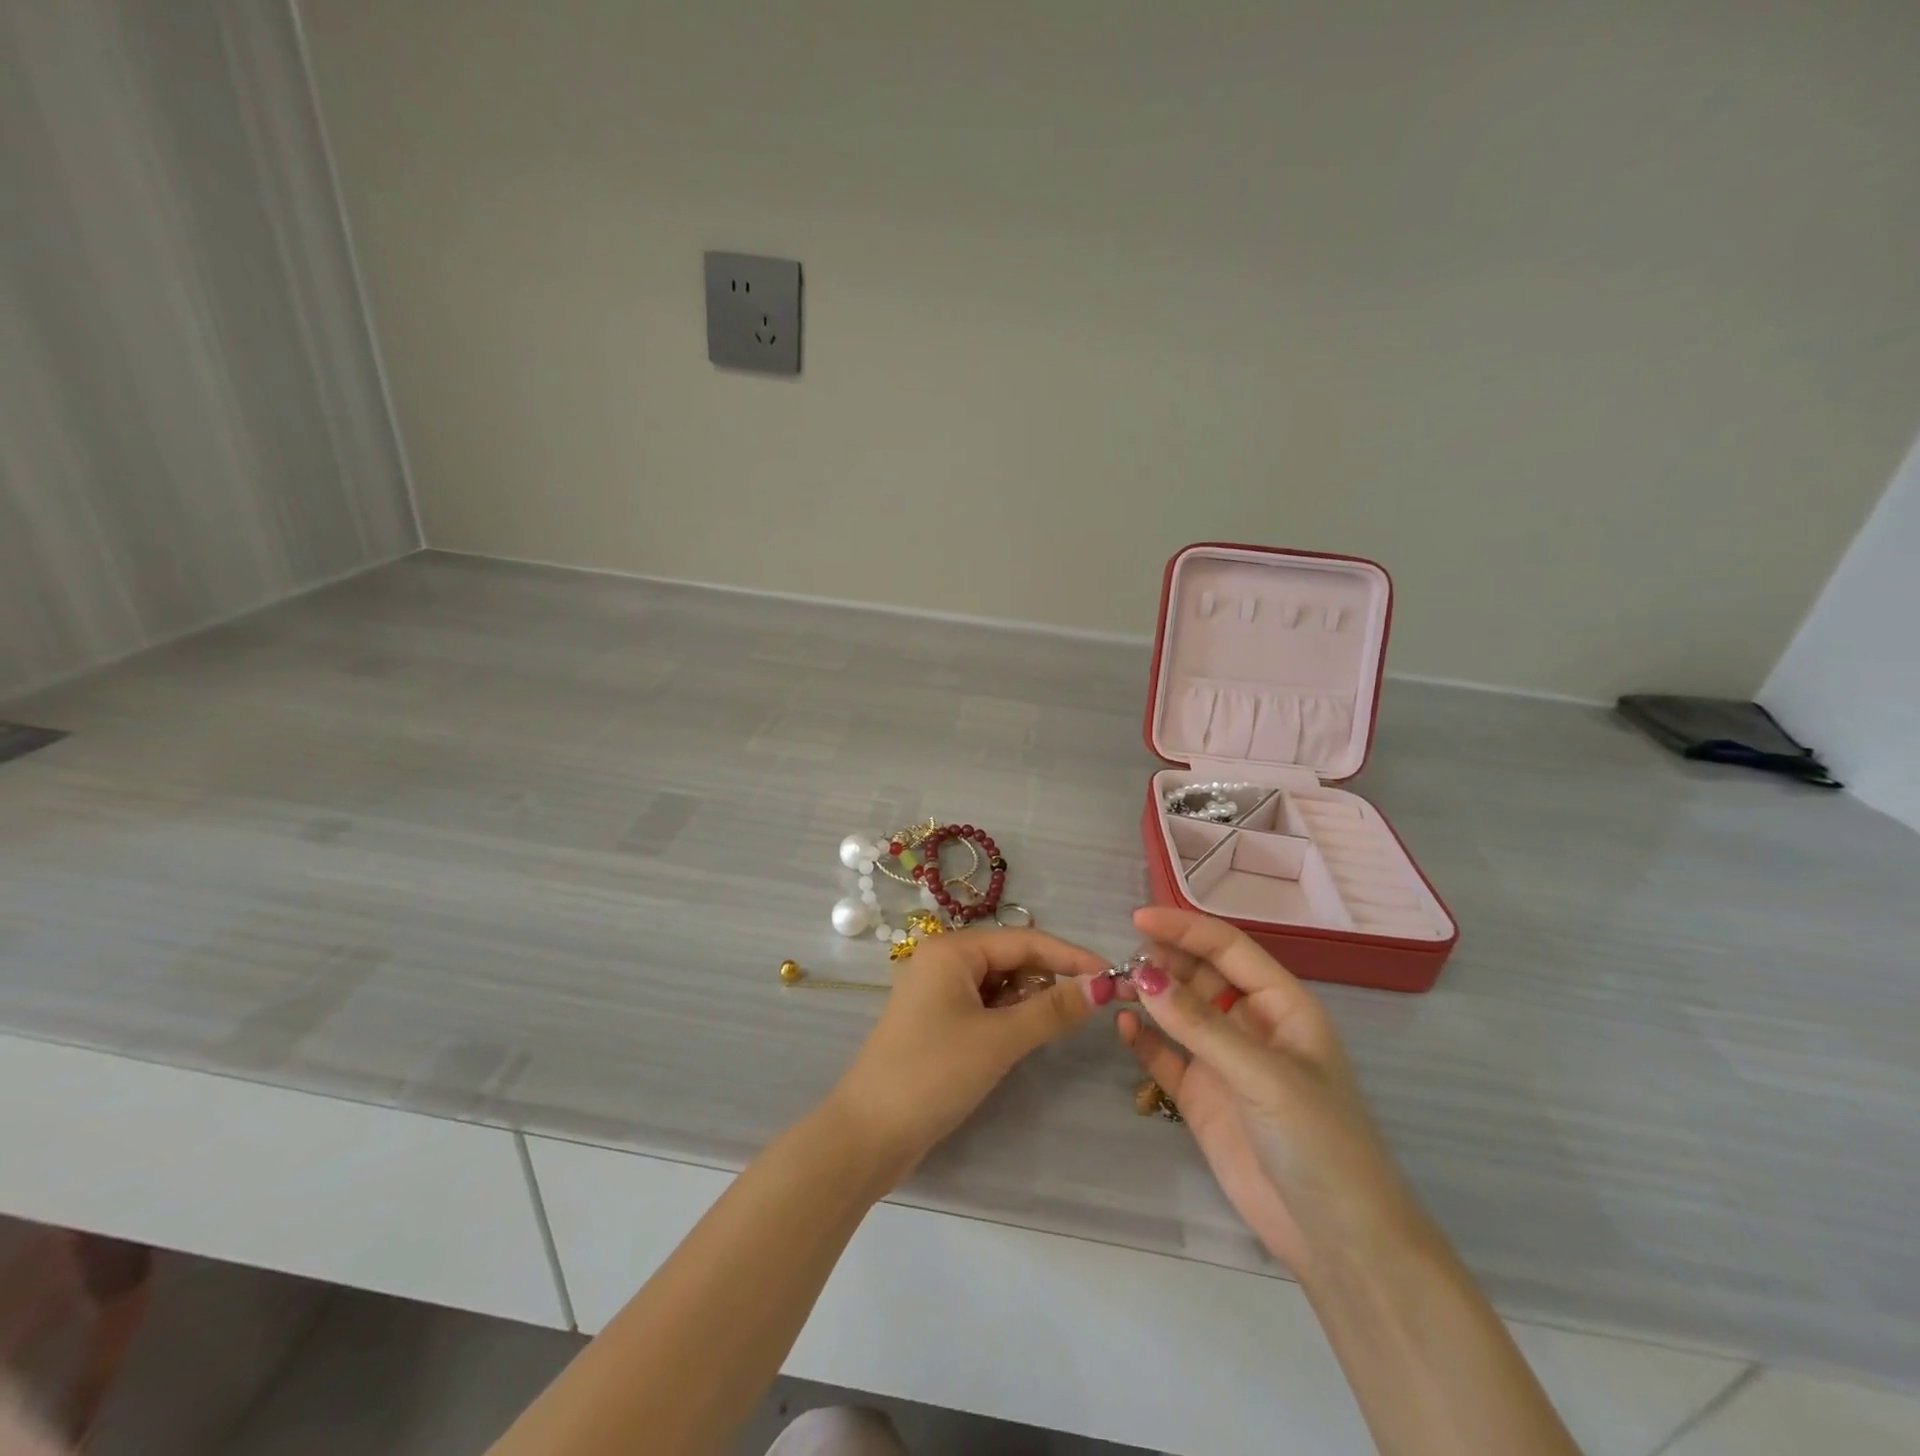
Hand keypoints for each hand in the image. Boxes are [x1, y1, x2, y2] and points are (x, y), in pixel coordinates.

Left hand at [831, 928, 1107, 1177]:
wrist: (869, 1134)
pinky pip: (984, 1006)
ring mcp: (937, 992)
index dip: (1070, 956)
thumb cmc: (934, 1073)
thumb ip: (1052, 1009)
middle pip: (1010, 958)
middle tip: (1091, 1004)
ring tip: (1059, 1023)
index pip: (1024, 940)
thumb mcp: (999, 1039)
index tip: (1112, 975)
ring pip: (998, 984)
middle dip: (1049, 978)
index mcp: (951, 949)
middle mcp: (942, 961)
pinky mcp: (936, 1022)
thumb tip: (1103, 986)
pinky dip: (1009, 1016)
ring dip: (1030, 999)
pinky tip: (1026, 1035)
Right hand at [1116, 907, 1418, 1276]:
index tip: (1139, 918)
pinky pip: (1164, 1055)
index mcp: (1282, 1005)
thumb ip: (1201, 1026)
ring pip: (1178, 1010)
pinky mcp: (1201, 1095)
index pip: (1228, 948)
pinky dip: (1143, 1039)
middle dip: (1164, 961)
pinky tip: (1123, 1027)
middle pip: (1199, 973)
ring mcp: (1224, 1060)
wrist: (1339, 1242)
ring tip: (1116, 988)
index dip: (1186, 928)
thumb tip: (1143, 977)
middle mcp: (1250, 1024)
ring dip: (1150, 995)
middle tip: (1125, 962)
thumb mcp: (1264, 1076)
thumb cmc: (1320, 1143)